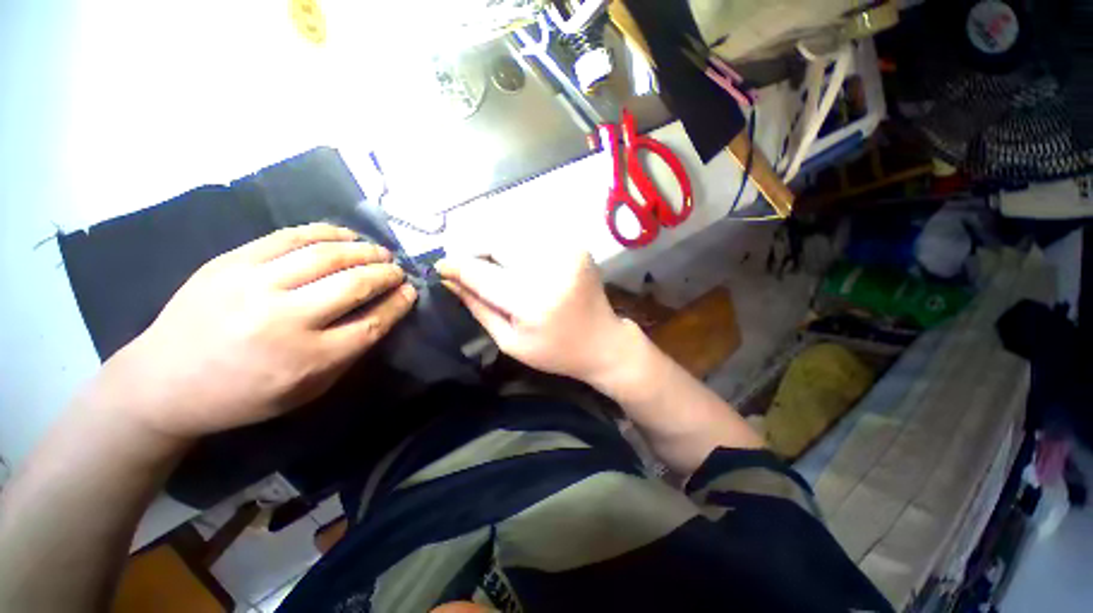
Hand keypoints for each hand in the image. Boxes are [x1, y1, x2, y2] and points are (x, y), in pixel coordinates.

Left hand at [92, 223, 416, 440]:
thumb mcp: (306, 391)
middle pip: (354, 284)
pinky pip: (289, 237)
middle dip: (386, 274)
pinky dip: (326, 232)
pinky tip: (345, 235)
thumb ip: (347, 354)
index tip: (410, 292)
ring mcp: (254, 285)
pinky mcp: (231, 262)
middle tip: (397, 270)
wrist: (163, 382)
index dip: (398, 304)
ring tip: (379, 251)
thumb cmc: (242, 396)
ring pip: (326, 255)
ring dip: (363, 250)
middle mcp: (285, 319)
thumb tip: (380, 314)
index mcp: (307, 358)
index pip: (372, 322)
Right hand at [436, 251, 631, 382]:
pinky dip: (518, 245)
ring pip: (514, 233)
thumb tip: (450, 280)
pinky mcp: (576, 246)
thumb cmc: (555, 351)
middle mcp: (550, 269)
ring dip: (495, 245)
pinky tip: (516, 261)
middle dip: (475, 249)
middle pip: (497, 242)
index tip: (440, 266)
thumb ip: (478, 308)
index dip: (456, 267)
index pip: (482, 273)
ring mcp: (567, 252)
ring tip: (490, 263)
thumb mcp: (510, 342)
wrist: (603, 342)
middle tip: (466, 265)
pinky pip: (535, 236)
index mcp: (532, 302)